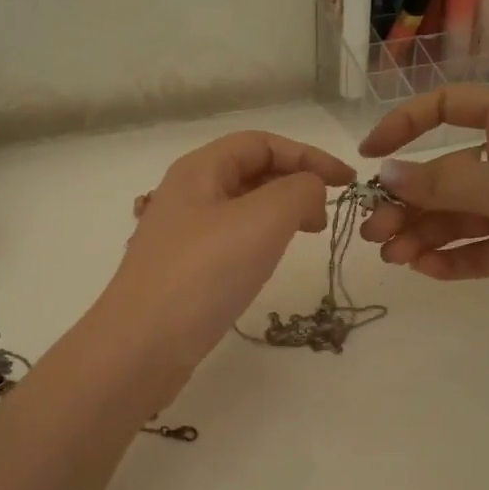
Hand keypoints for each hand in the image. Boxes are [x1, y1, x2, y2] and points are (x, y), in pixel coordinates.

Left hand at [100, 130, 355, 373]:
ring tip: (306, 234)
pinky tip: (270, 260)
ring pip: (241, 207)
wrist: (141, 346)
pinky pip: (230, 239)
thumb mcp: (263, 220)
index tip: (347, 182)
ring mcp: (182, 234)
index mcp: (199, 169)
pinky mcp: (184, 270)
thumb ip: (299, 191)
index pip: (261, 143)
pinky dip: (260, 239)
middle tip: (327, 214)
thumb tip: (310, 190)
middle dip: (294, 182)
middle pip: (249, 171)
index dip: (308, 155)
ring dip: (279, 212)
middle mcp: (186, 194)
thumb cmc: (203, 274)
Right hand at [357, 86, 488, 320]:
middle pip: (445, 174)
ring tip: (395, 258)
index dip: (404, 126)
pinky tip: (426, 270)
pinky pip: (482, 250)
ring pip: (459, 218)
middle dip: (408, 202)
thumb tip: (384, 175)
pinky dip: (454, 260)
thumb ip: (443, 183)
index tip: (369, 157)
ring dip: (424, 235)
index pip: (448, 108)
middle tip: (376, 233)